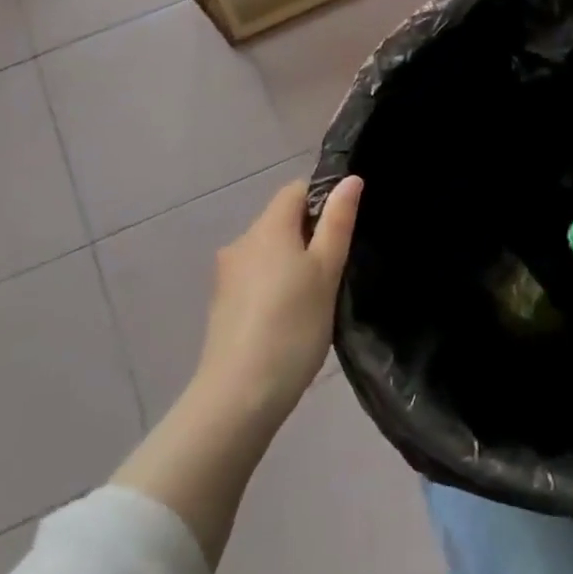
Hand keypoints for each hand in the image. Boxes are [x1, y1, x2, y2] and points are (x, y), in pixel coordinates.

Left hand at [195, 176, 361, 425]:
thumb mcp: (327, 271)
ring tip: (319, 294)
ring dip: (293, 261)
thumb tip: (349, 179)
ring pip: (269, 251)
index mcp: (268, 227)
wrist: (239, 394)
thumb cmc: (293, 326)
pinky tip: (292, 315)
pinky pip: (257, 277)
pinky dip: (276, 283)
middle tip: (339, 266)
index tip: (346, 227)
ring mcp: (227, 274)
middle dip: (311, 233)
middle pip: (281, 220)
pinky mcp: (222, 303)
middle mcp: (242, 242)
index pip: (296, 190)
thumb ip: (338, 222)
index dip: (324, 198)